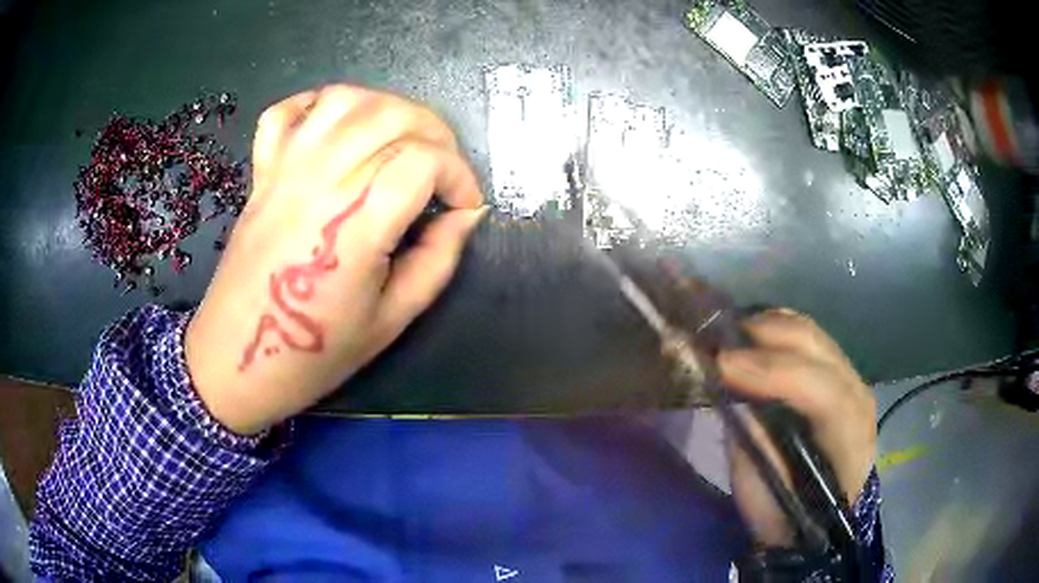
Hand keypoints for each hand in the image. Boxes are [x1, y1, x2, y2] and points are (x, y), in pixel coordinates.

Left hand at [185, 85, 485, 434]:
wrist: (237, 359)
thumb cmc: (315, 352)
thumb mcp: (391, 321)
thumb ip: (437, 261)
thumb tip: (466, 215)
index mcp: (355, 226)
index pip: (423, 160)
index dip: (459, 175)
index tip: (464, 207)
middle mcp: (320, 182)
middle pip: (392, 115)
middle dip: (436, 134)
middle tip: (443, 172)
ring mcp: (285, 170)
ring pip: (345, 100)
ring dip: (387, 107)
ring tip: (401, 141)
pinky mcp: (262, 172)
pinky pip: (287, 112)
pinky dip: (318, 104)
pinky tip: (340, 128)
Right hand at [718, 309, 875, 546]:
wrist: (822, 517)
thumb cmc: (790, 516)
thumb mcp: (766, 498)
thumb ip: (756, 446)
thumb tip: (735, 394)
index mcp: (849, 441)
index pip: (822, 394)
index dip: (773, 373)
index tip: (722, 365)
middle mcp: (858, 399)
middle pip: (818, 350)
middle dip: (766, 337)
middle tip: (715, 339)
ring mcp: (852, 380)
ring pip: (814, 335)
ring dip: (769, 327)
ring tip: (728, 334)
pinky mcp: (840, 373)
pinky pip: (810, 338)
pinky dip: (779, 330)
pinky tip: (752, 335)